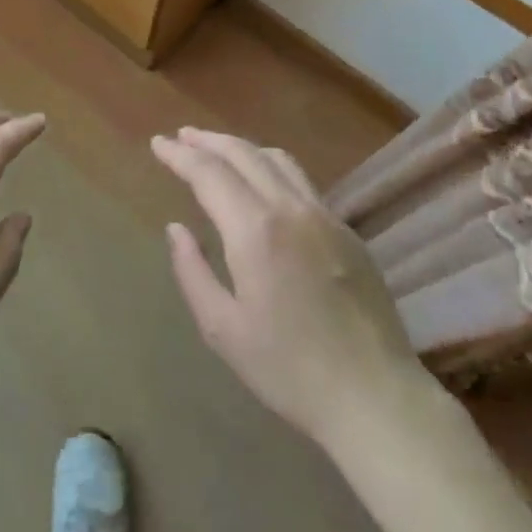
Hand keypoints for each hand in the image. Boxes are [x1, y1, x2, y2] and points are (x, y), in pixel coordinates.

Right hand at [153, 128, 432, 455]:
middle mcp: (290, 208)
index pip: (209, 173)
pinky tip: (263, 183)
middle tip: (181, 136)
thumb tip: (176, 229)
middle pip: (243, 154)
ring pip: (277, 160)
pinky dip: (271, 167)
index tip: (157, 142)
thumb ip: (193, 271)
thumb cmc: (289, 369)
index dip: (180, 154)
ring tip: (217, 150)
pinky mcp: (347, 231)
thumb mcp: (223, 329)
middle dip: (208, 141)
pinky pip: (301, 181)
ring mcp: (324, 215)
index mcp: (255, 230)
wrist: (374, 395)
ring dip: (241, 148)